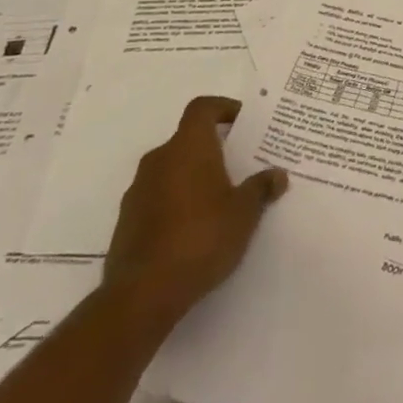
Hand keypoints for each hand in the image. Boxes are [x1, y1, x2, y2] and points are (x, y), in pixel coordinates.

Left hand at [103, 96, 287, 329]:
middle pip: (187, 139)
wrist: (142, 295)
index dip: (223, 108)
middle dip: (212, 148)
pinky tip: (194, 228)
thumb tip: (277, 174)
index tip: (243, 122)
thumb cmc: (201, 238)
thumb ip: (261, 188)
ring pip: (171, 169)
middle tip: (239, 164)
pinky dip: (176, 202)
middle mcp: (159, 160)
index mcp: (188, 147)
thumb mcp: (244, 213)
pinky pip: (157, 197)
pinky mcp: (126, 222)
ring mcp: (137, 192)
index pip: (202, 108)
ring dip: (193, 177)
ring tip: (219, 200)